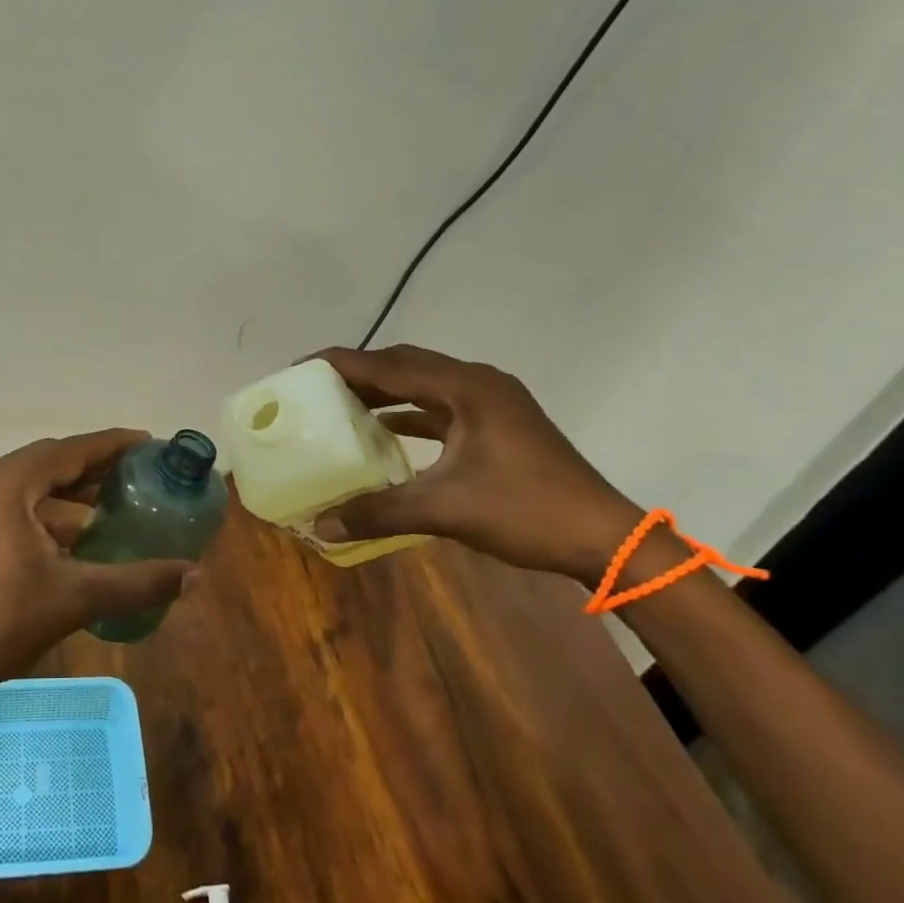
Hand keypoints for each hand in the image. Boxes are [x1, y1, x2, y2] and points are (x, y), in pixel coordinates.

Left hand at [0, 429, 195, 694]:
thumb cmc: (3, 621)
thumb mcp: (76, 597)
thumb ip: (137, 582)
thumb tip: (194, 574)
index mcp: (6, 485)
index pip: (69, 451)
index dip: (111, 445)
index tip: (148, 442)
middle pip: (49, 461)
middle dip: (94, 465)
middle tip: (138, 470)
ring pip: (31, 482)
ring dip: (71, 488)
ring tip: (115, 499)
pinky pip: (16, 502)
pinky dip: (49, 509)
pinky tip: (79, 532)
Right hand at [309, 346, 643, 585]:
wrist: (605, 539)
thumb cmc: (526, 511)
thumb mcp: (445, 510)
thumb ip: (379, 512)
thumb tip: (320, 526)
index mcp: (466, 388)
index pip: (389, 365)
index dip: (340, 364)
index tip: (298, 368)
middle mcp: (478, 383)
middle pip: (405, 365)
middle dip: (358, 373)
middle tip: (315, 386)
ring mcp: (492, 403)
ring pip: (424, 384)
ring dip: (384, 391)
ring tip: (341, 404)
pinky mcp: (498, 424)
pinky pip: (440, 406)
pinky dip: (409, 413)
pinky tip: (385, 430)